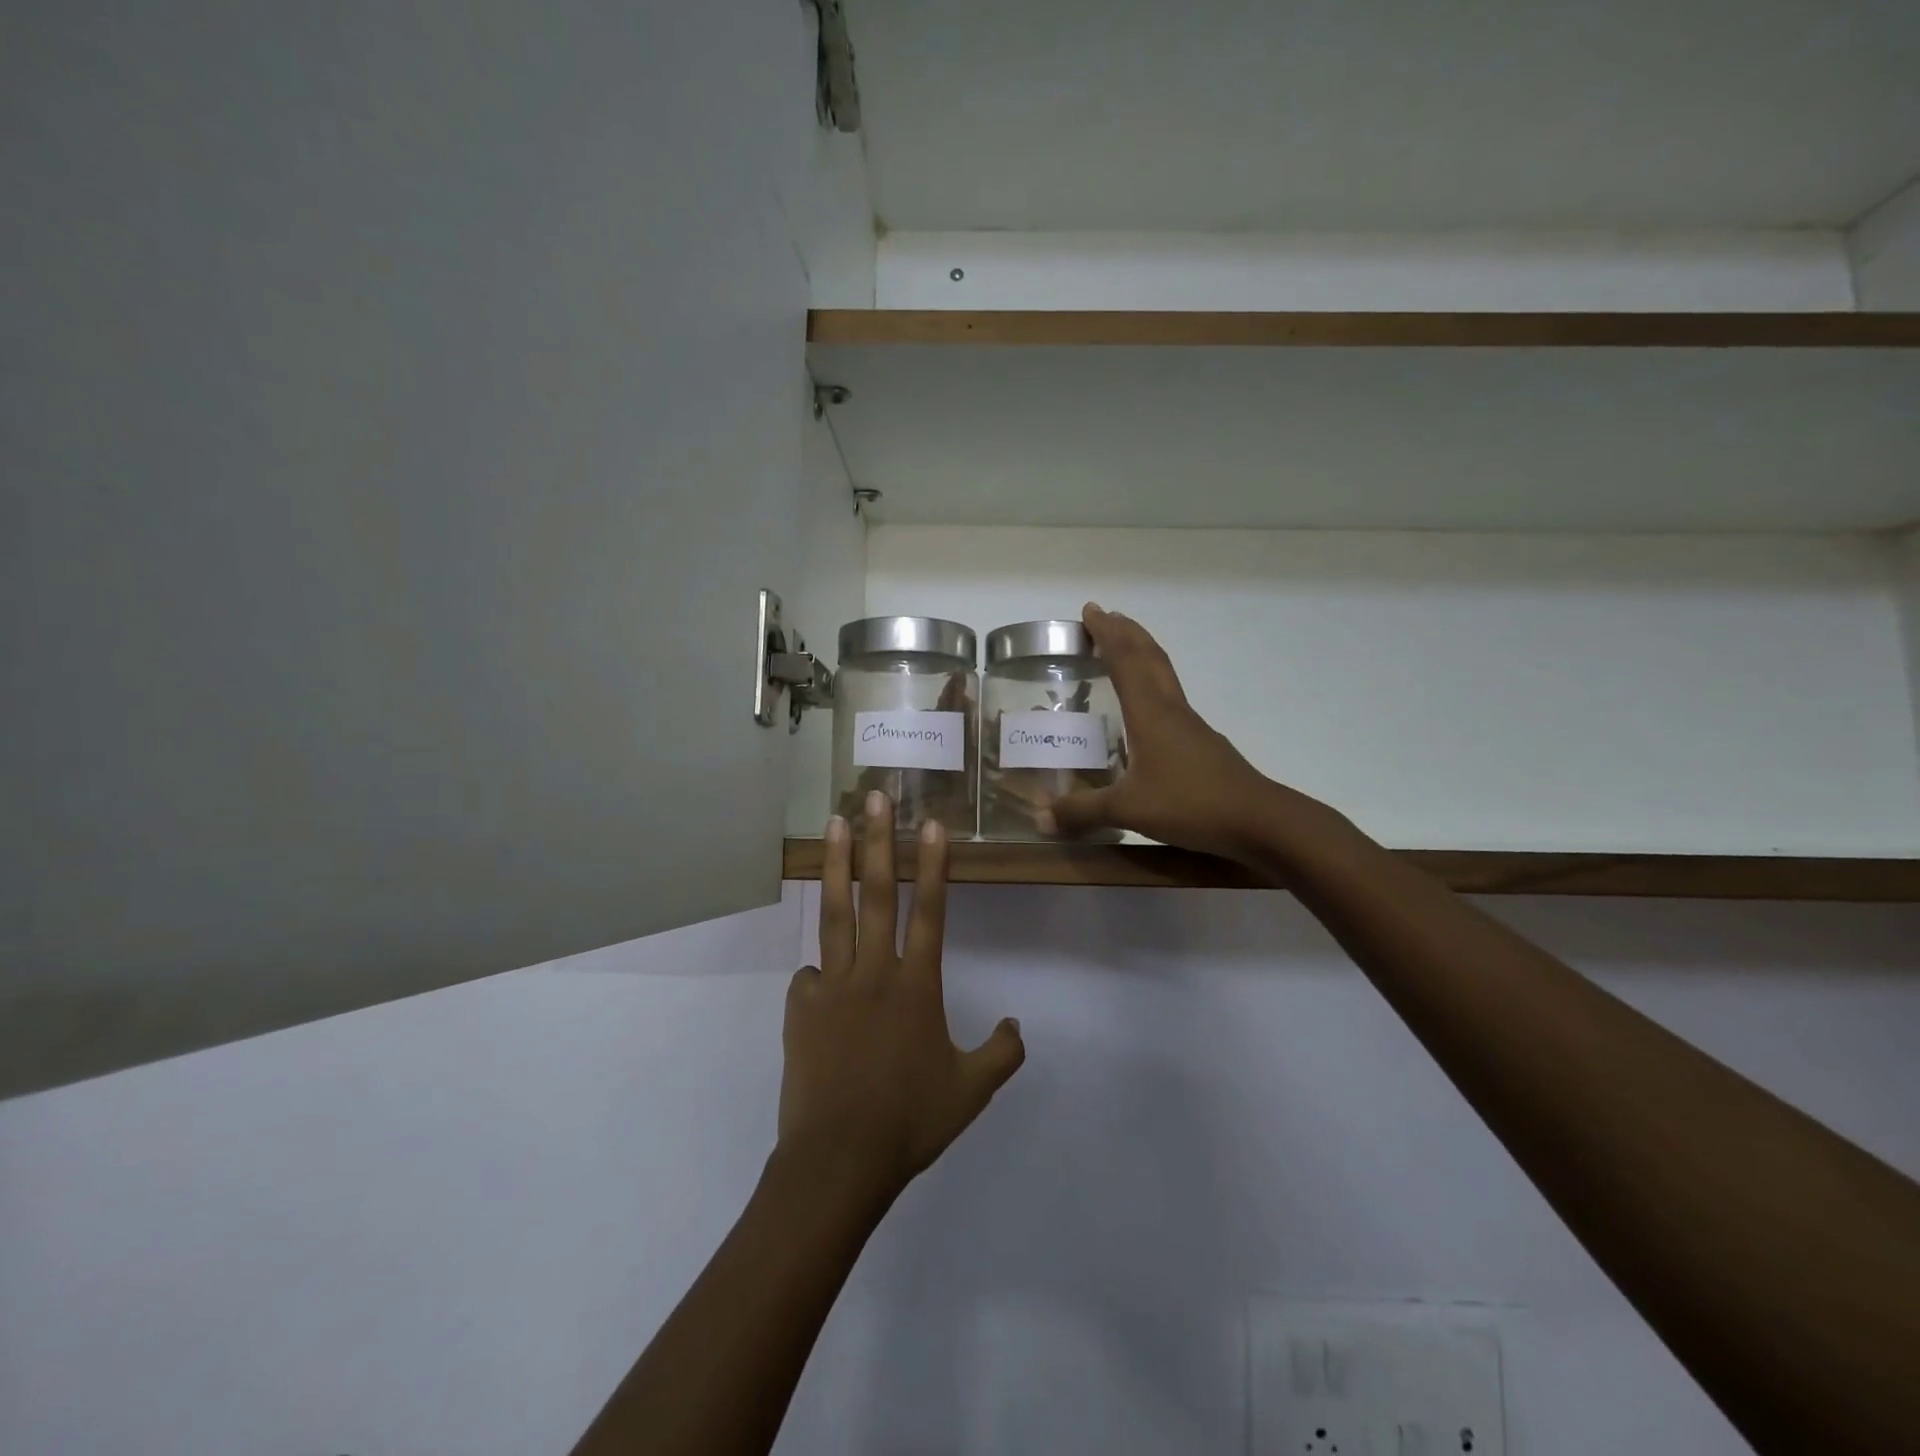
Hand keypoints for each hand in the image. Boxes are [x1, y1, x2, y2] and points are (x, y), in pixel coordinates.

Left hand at [777, 794, 1025, 1202]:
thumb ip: (1001, 1054)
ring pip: (835, 913)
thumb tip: (1017, 1026)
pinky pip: (810, 976)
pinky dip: (818, 970)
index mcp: (917, 986)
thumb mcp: (971, 1092)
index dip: (932, 865)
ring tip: (833, 824)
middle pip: (876, 894)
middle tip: (873, 798)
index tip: (931, 824)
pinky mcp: (801, 1007)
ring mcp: (833, 986)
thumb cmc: (910, 1122)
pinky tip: (819, 980)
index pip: (929, 912)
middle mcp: (875, 973)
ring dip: (836, 864)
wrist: (839, 1159)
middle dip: (877, 841)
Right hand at [1044, 604, 1330, 862]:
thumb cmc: (1191, 804)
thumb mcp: (1128, 809)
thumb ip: (1083, 811)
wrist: (1258, 819)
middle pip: (1149, 657)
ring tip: (1124, 647)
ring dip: (1142, 653)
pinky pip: (1170, 698)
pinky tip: (1146, 707)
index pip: (1125, 661)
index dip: (1106, 634)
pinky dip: (1152, 684)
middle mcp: (1171, 709)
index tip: (1090, 610)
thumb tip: (1041, 819)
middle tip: (1105, 616)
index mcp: (1150, 713)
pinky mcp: (1201, 742)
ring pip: (1163, 675)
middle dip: (1126, 633)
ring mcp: (1190, 725)